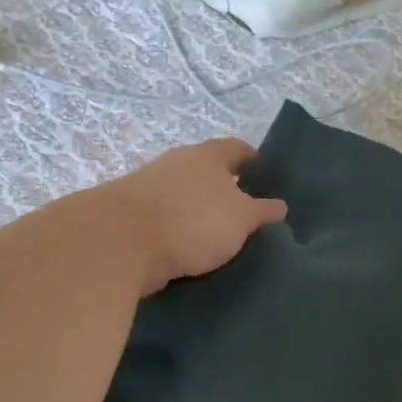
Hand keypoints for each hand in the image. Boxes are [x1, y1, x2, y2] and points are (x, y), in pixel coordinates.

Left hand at [110, 138, 286, 294]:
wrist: (121, 243)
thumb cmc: (193, 220)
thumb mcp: (242, 218)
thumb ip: (262, 211)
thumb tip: (279, 206)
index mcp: (207, 155)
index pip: (236, 148)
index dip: (253, 159)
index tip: (265, 174)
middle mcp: (177, 164)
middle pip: (207, 171)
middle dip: (225, 189)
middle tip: (246, 212)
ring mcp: (150, 188)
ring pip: (184, 197)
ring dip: (199, 213)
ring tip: (220, 237)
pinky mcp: (131, 216)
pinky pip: (165, 221)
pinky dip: (178, 232)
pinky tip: (189, 252)